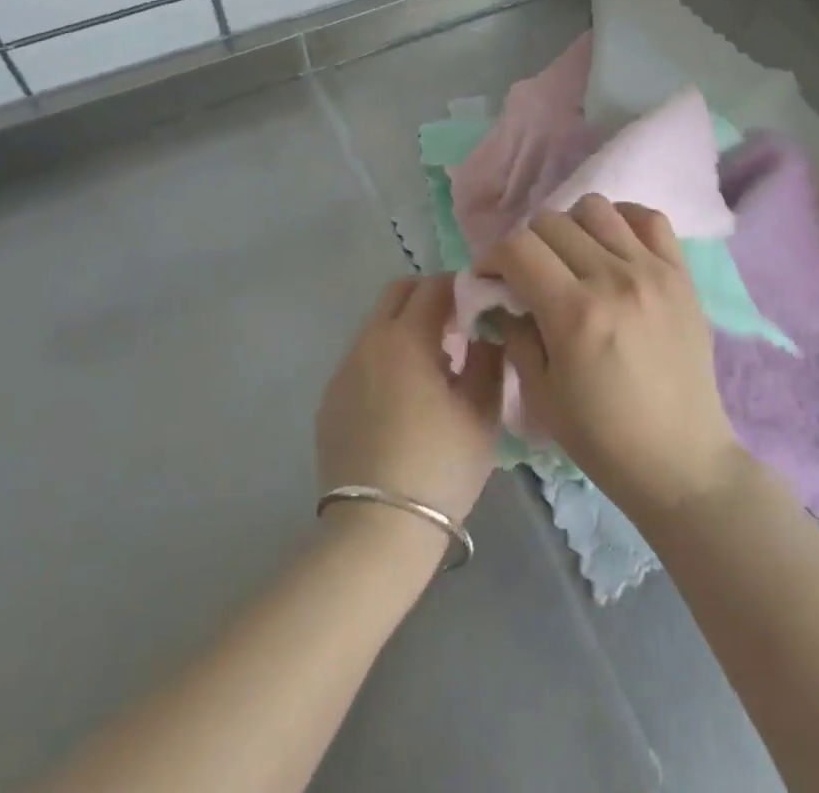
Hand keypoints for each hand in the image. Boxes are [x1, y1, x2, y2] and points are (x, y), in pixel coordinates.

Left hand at [317, 276, 503, 527]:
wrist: (376, 531)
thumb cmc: (439, 467)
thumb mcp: (481, 414)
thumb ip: (488, 361)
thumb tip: (486, 335)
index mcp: (405, 338)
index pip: (433, 286)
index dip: (460, 287)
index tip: (479, 305)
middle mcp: (367, 343)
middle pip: (397, 294)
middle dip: (428, 297)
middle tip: (457, 327)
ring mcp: (343, 372)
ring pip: (377, 327)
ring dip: (405, 330)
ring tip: (433, 369)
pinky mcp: (329, 401)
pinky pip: (362, 361)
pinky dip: (385, 361)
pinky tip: (403, 401)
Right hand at [475, 196, 745, 520]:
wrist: (682, 461)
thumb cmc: (602, 438)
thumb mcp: (540, 393)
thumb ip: (514, 331)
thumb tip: (501, 294)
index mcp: (575, 313)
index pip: (518, 248)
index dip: (492, 257)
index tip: (490, 278)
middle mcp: (613, 278)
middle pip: (551, 221)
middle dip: (526, 243)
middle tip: (528, 273)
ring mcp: (653, 271)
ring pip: (596, 208)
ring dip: (571, 226)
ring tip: (572, 257)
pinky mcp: (682, 274)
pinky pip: (649, 218)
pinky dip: (623, 221)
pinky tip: (613, 247)